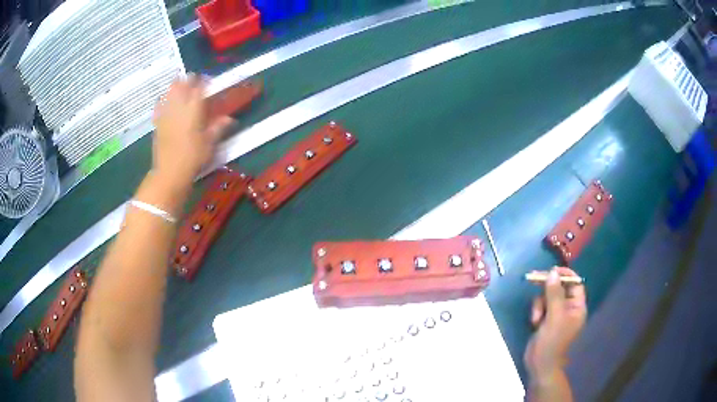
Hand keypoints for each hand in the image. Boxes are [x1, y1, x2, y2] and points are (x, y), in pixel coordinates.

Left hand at [152, 75, 232, 187]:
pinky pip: (160, 105)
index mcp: (193, 109)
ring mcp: (166, 113)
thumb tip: (230, 119)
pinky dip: (164, 100)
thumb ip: (218, 127)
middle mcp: (178, 106)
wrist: (170, 172)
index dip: (204, 81)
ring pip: (169, 91)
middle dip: (188, 80)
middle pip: (182, 84)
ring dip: (176, 87)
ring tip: (180, 88)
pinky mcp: (157, 123)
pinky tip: (165, 102)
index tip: (208, 81)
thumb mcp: (209, 143)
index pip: (199, 86)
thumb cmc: (193, 157)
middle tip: (194, 83)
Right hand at [524, 267, 586, 381]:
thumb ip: (554, 294)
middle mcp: (569, 308)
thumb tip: (552, 272)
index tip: (551, 270)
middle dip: (547, 288)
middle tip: (532, 278)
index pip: (575, 283)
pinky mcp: (546, 319)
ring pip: (547, 296)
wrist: (540, 365)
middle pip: (559, 288)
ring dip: (539, 304)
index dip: (565, 274)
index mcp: (577, 306)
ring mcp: (557, 314)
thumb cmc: (552, 342)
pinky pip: (541, 306)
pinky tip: (534, 322)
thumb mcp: (554, 317)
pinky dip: (536, 311)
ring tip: (536, 318)